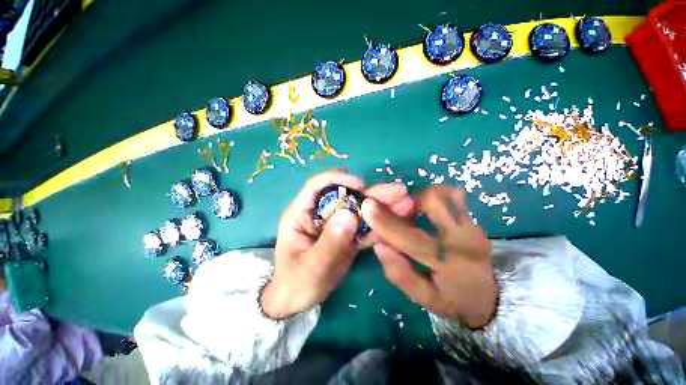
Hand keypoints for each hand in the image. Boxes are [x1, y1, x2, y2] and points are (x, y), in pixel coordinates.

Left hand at [261, 171, 414, 318]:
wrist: (296, 300)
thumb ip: (329, 242)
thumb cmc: (295, 283)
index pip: (318, 185)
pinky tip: (399, 222)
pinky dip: (381, 226)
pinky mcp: (347, 236)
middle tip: (399, 192)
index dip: (338, 179)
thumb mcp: (310, 267)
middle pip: (346, 196)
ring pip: (359, 210)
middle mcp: (321, 213)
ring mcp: (336, 224)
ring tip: (406, 203)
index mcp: (302, 213)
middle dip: (372, 193)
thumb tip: (350, 215)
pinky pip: (365, 228)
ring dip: (382, 206)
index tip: (361, 185)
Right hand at [361, 186, 497, 328]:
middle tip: (397, 211)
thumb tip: (379, 245)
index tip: (367, 206)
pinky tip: (425, 209)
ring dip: (419, 197)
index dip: (386, 222)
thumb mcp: (423, 299)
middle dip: (408, 200)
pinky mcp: (474, 218)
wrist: (489, 296)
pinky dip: (433, 195)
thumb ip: (399, 273)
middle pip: (434, 201)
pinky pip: (453, 194)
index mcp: (451, 265)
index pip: (413, 239)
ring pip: (444, 193)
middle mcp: (465, 239)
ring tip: (410, 212)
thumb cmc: (453, 300)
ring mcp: (473, 224)